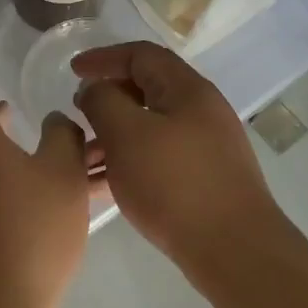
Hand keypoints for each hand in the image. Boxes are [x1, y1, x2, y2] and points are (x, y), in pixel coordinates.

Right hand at [71, 42, 303, 294]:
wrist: (235, 251)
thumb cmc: (175, 184)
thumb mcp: (127, 134)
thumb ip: (102, 102)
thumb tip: (94, 90)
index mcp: (187, 90)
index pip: (141, 55)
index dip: (103, 58)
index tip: (72, 72)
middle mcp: (201, 111)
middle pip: (146, 90)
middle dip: (107, 100)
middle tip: (77, 116)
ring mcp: (205, 147)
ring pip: (149, 128)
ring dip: (113, 136)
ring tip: (82, 159)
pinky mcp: (204, 180)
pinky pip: (157, 158)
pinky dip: (128, 162)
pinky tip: (103, 186)